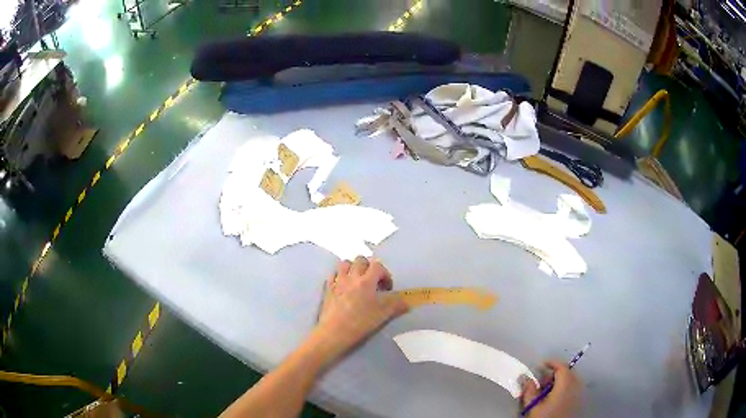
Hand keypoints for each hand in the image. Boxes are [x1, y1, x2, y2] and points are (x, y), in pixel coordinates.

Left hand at [316, 257, 408, 356]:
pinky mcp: (327, 288)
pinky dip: (339, 276)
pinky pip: (333, 274)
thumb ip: (396, 305)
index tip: (387, 288)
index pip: (378, 266)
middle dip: (369, 267)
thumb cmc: (360, 323)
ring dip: (353, 268)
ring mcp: (338, 281)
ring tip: (358, 280)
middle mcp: (351, 277)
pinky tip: (343, 286)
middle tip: (373, 282)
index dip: (385, 274)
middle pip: (361, 260)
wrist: (334, 332)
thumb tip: (406, 302)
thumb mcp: (382, 315)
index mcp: (366, 281)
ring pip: (345, 263)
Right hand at [520, 360, 580, 417]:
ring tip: (546, 391)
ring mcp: (579, 394)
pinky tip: (554, 398)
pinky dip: (564, 388)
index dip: (551, 362)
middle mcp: (576, 386)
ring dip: (559, 381)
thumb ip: (530, 390)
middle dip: (554, 373)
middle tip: (541, 381)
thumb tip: (526, 379)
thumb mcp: (533, 406)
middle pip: (568, 372)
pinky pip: (573, 388)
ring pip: (571, 380)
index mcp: (566, 384)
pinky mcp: (578, 402)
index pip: (561, 366)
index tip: (540, 364)